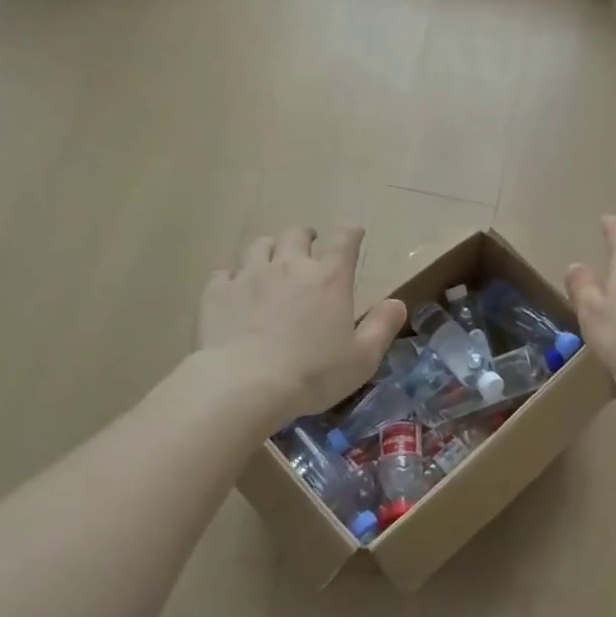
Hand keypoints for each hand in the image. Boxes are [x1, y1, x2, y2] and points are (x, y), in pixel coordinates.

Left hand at [196, 226, 405, 425]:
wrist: (244, 385)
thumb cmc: (313, 373)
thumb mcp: (362, 358)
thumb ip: (382, 327)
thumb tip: (398, 303)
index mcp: (329, 279)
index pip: (344, 240)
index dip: (350, 231)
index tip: (353, 231)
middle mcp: (290, 267)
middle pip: (296, 234)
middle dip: (305, 236)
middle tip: (308, 245)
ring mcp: (250, 276)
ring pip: (259, 246)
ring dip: (269, 250)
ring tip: (271, 262)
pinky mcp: (217, 292)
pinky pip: (224, 273)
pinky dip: (233, 278)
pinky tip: (235, 291)